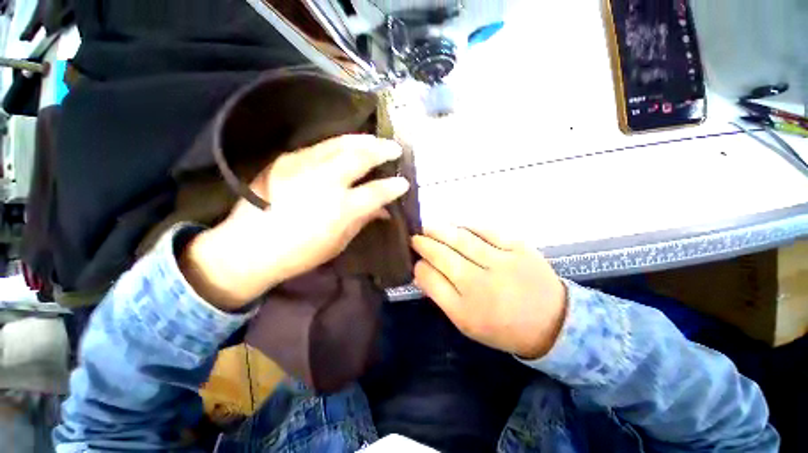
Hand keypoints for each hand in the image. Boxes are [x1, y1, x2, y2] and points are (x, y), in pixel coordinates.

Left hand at [181, 135, 409, 310]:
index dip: (394, 186)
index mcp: (340, 209)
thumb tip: (383, 210)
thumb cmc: (299, 253)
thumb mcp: (338, 242)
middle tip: (395, 148)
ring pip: (339, 144)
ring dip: (362, 140)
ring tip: (375, 140)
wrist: (248, 248)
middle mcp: (324, 182)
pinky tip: (347, 146)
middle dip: (382, 150)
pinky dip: (339, 144)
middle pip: (360, 157)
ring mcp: (303, 166)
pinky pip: (319, 146)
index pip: (376, 192)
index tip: (404, 183)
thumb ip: (363, 220)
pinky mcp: (286, 160)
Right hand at [412, 225, 566, 358]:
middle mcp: (481, 284)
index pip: (431, 279)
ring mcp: (502, 263)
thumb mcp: (465, 322)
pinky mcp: (519, 248)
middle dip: (424, 243)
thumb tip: (422, 269)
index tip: (414, 258)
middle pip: (443, 256)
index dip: (419, 265)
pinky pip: (487, 231)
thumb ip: (440, 295)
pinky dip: (468, 226)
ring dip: (440, 230)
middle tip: (415, 236)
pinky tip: (458, 227)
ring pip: (461, 239)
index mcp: (465, 308)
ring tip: (429, 227)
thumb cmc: (502, 326)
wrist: (551, 322)